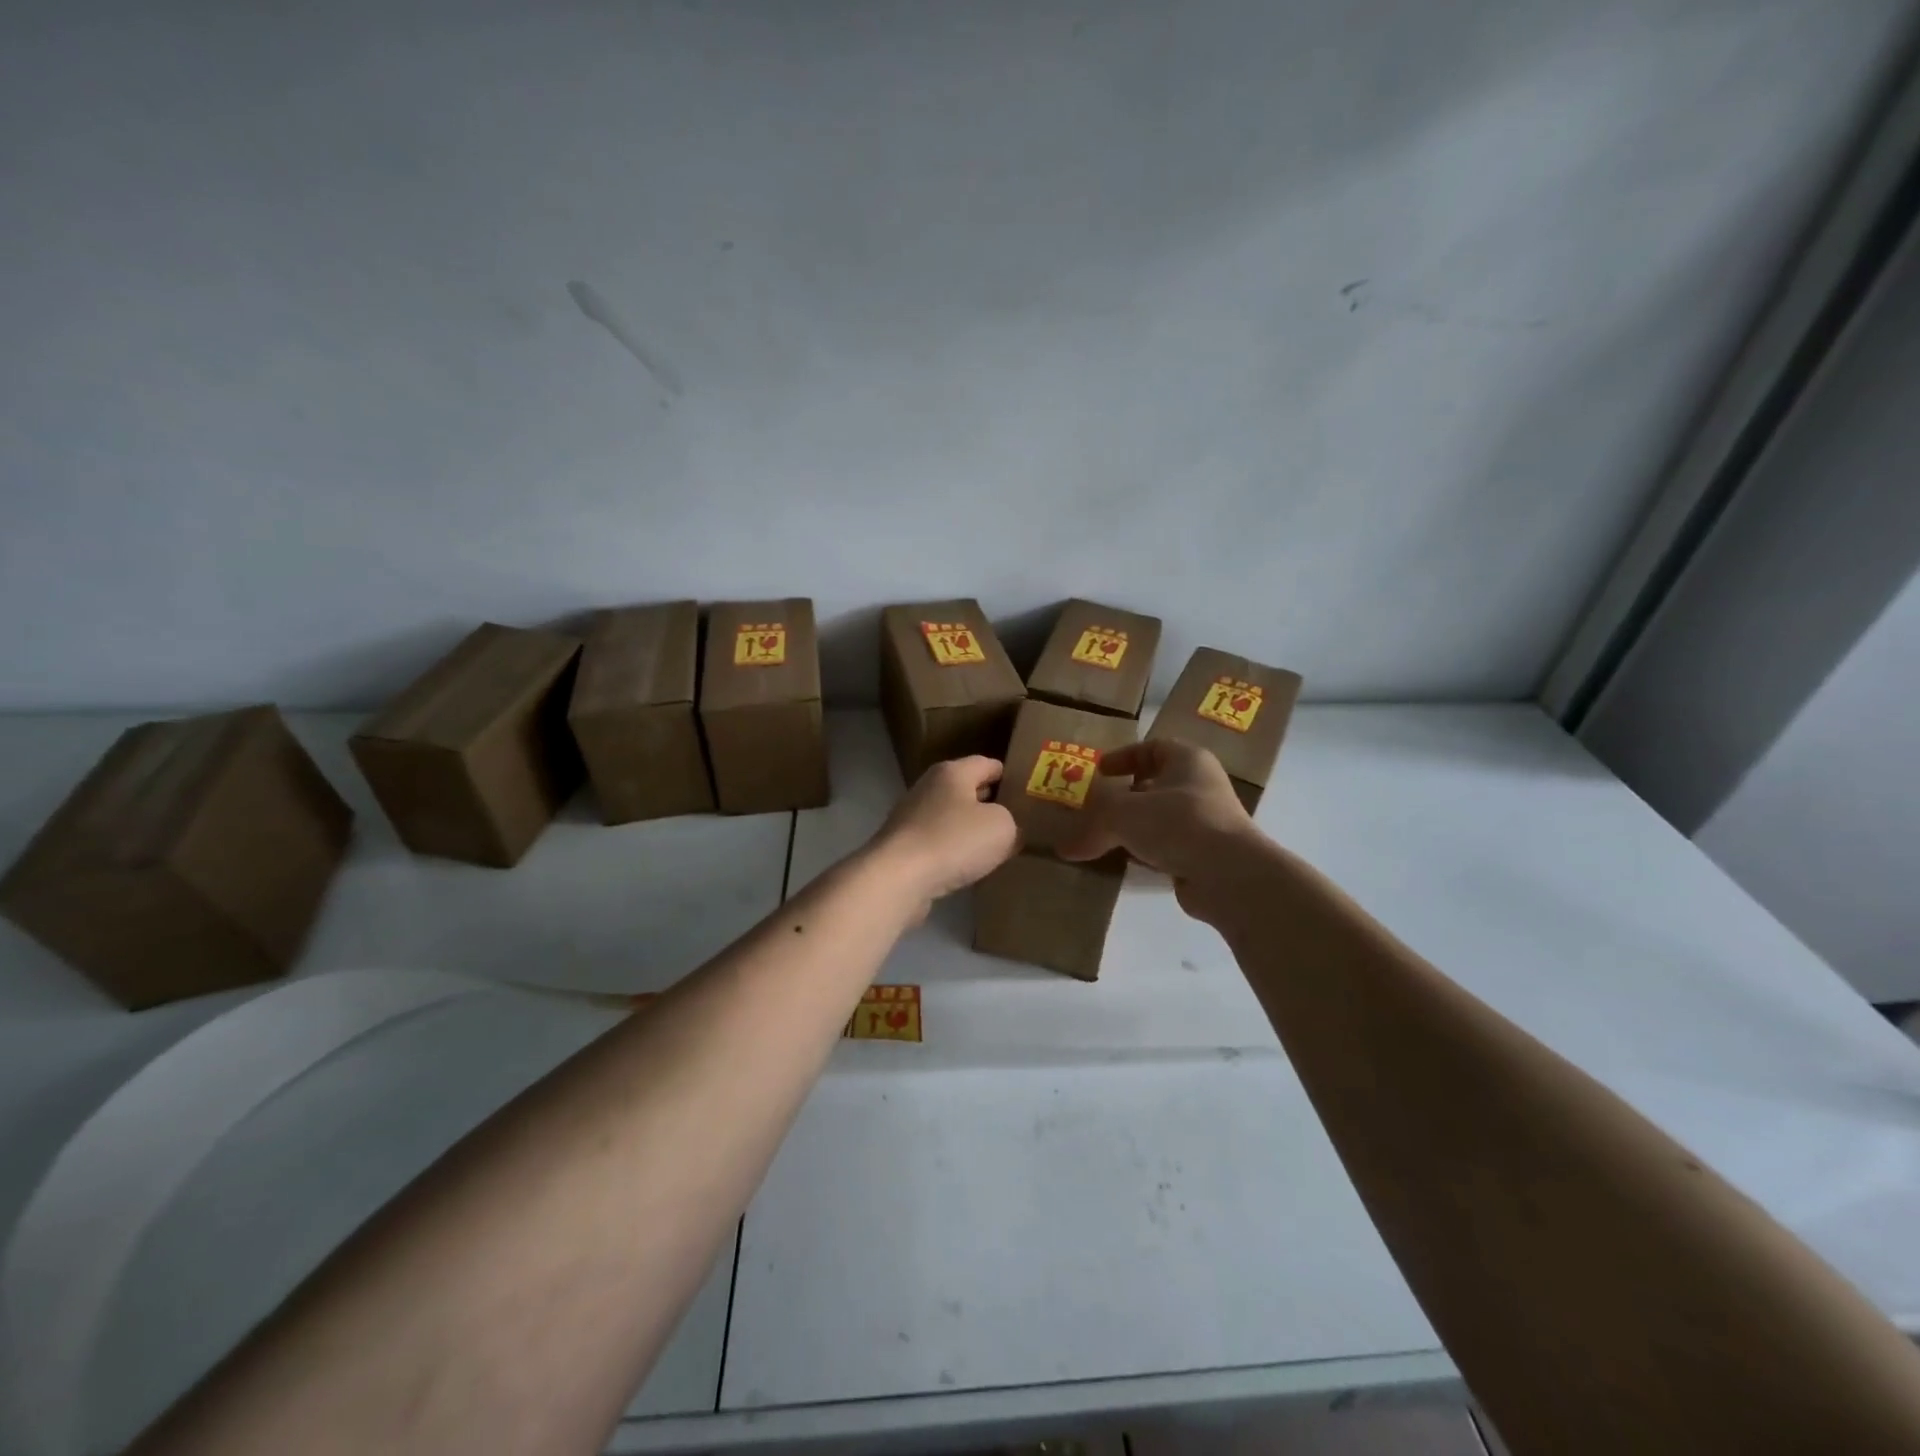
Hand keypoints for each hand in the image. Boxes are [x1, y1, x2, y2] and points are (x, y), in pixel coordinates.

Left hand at [869, 756, 1019, 915]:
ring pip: (951, 817)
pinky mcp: (902, 846)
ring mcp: (911, 817)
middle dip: (990, 803)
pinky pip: (938, 842)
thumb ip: (1013, 823)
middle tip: (1017, 820)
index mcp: (952, 772)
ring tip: (995, 846)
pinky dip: (953, 851)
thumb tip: (1009, 830)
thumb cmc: (953, 841)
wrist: (898, 878)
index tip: (1028, 791)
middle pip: (966, 789)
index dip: (1010, 775)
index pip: (988, 763)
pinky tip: (967, 867)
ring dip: (970, 829)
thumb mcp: (1002, 827)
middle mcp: (929, 787)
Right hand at [1059, 740, 1263, 922]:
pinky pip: (1168, 847)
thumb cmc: (1178, 823)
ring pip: (1161, 818)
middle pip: (1156, 784)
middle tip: (1096, 807)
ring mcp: (1207, 822)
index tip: (1099, 771)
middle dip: (1126, 795)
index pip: (1153, 747)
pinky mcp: (1205, 856)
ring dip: (1135, 827)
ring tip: (1103, 837)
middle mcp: (1201, 786)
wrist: (1229, 875)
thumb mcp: (1123, 814)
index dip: (1124, 756)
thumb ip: (1091, 827)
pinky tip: (1124, 863)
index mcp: (1188, 760)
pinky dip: (1146, 852)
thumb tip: (1064, 850)